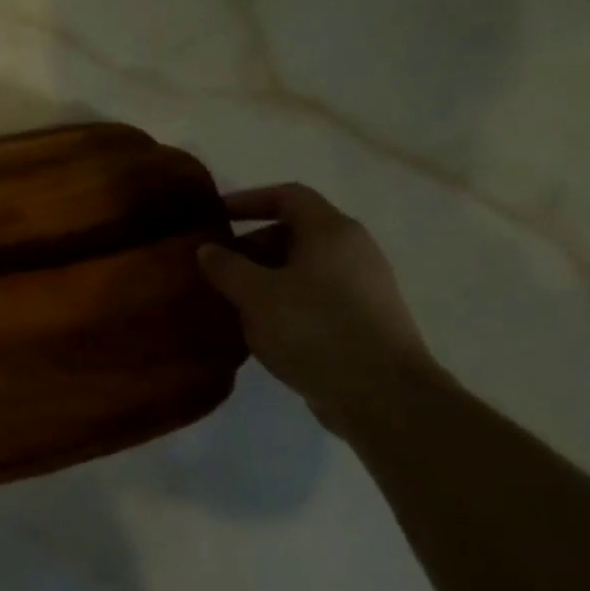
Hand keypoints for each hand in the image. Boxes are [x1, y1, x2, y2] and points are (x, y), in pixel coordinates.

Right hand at [198, 184, 440, 430]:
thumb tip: (207, 249)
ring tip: (233, 302)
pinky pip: (315, 296)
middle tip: (217, 270)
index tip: (215, 217)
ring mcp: (363, 286)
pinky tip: (262, 329)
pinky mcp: (364, 319)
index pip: (288, 196)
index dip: (248, 200)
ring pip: (303, 268)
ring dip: (265, 278)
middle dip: (251, 247)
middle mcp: (353, 250)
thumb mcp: (255, 295)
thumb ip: (225, 267)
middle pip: (295, 232)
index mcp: (331, 231)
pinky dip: (285, 302)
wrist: (381, 394)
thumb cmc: (313, 329)